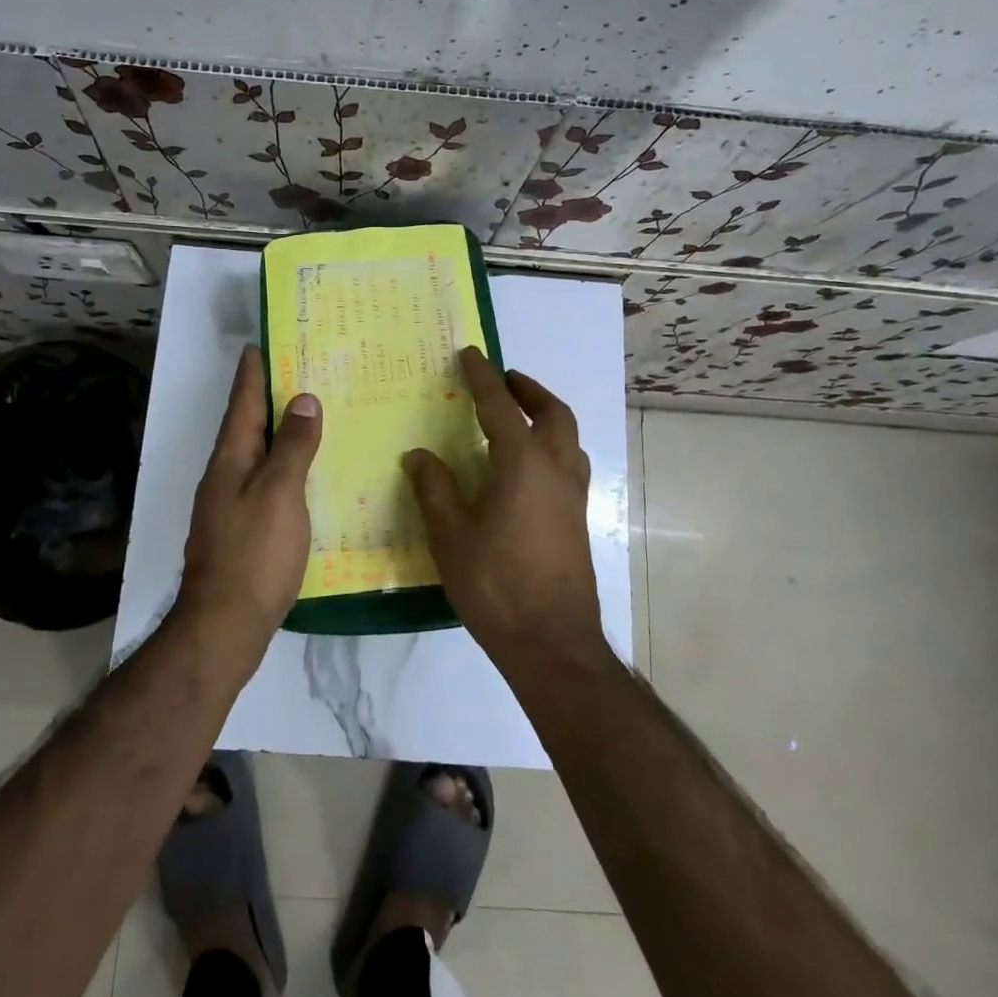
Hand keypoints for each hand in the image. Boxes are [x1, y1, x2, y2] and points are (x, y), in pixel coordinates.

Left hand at [177, 346, 322, 652]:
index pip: (243, 403)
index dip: (252, 373)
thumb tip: (303, 399)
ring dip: (276, 431)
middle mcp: (225, 475)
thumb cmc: (254, 553)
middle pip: (247, 425)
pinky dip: (283, 465)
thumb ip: (292, 447)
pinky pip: (264, 481)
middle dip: (266, 397)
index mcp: (230, 459)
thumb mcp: (279, 493)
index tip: (259, 344)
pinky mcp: (242, 528)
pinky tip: (304, 472)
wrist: (224, 626)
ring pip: (256, 454)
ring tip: (306, 414)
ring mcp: (230, 504)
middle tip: (297, 371)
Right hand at [403, 347, 604, 671]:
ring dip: (546, 415)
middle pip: (553, 412)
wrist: (551, 642)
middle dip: (528, 389)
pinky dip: (552, 445)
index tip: (470, 354)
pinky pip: (569, 462)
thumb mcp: (451, 535)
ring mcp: (573, 495)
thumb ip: (435, 488)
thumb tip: (419, 455)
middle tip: (504, 379)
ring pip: (568, 437)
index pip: (500, 406)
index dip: (482, 377)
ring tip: (517, 416)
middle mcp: (556, 469)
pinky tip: (527, 467)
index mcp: (524, 463)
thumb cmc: (496, 584)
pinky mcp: (579, 519)